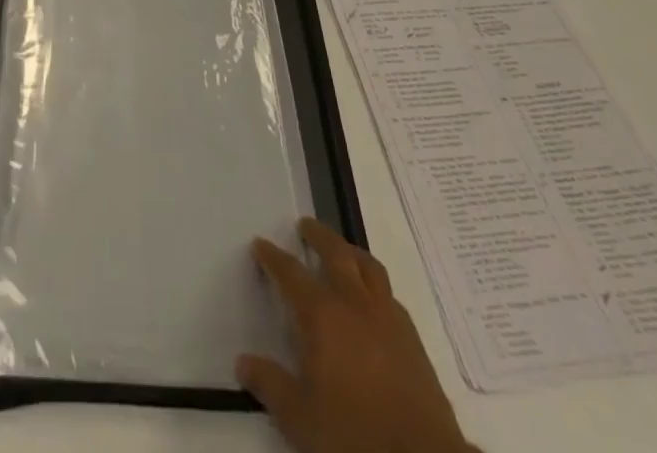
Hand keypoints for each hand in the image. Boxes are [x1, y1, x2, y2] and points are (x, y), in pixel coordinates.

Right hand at [238, 219, 472, 452]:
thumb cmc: (354, 434)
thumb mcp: (301, 418)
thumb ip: (270, 385)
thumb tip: (243, 362)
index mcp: (323, 315)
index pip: (292, 274)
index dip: (273, 258)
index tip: (260, 244)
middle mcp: (355, 304)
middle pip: (337, 254)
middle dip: (319, 236)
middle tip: (305, 225)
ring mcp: (388, 319)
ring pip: (369, 268)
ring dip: (351, 252)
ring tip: (342, 251)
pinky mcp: (413, 340)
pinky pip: (390, 296)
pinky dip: (376, 286)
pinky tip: (372, 301)